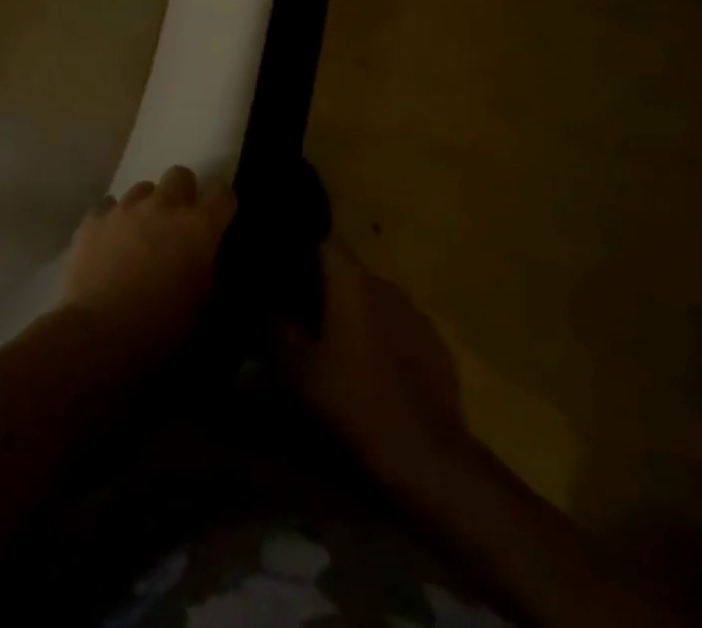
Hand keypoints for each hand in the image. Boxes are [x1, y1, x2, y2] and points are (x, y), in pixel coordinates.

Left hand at [57, 165, 236, 360]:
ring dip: (148, 205)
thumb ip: (211, 273)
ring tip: (141, 233)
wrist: (98, 335)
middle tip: (178, 221)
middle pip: (180, 174)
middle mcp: (163, 206)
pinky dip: (114, 219)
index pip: (223, 194)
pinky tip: (110, 241)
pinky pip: (109, 205)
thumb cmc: (160, 328)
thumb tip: (211, 261)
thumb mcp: (202, 308)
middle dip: (183, 192)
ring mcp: (125, 208)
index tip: (219, 218)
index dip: (222, 204)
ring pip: (143, 188)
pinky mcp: (94, 218)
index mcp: (198, 227)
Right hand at [280, 238, 477, 485]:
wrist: (426, 459)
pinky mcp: (439, 350)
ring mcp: (418, 317)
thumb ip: (274, 328)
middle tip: (307, 323)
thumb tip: (261, 302)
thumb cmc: (352, 402)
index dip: (303, 254)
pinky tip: (376, 378)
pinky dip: (386, 344)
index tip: (287, 279)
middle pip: (350, 274)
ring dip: (359, 318)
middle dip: (329, 292)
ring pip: (377, 304)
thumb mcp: (294, 370)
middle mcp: (387, 286)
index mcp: (352, 281)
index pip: (325, 242)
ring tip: (342, 352)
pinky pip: (402, 333)